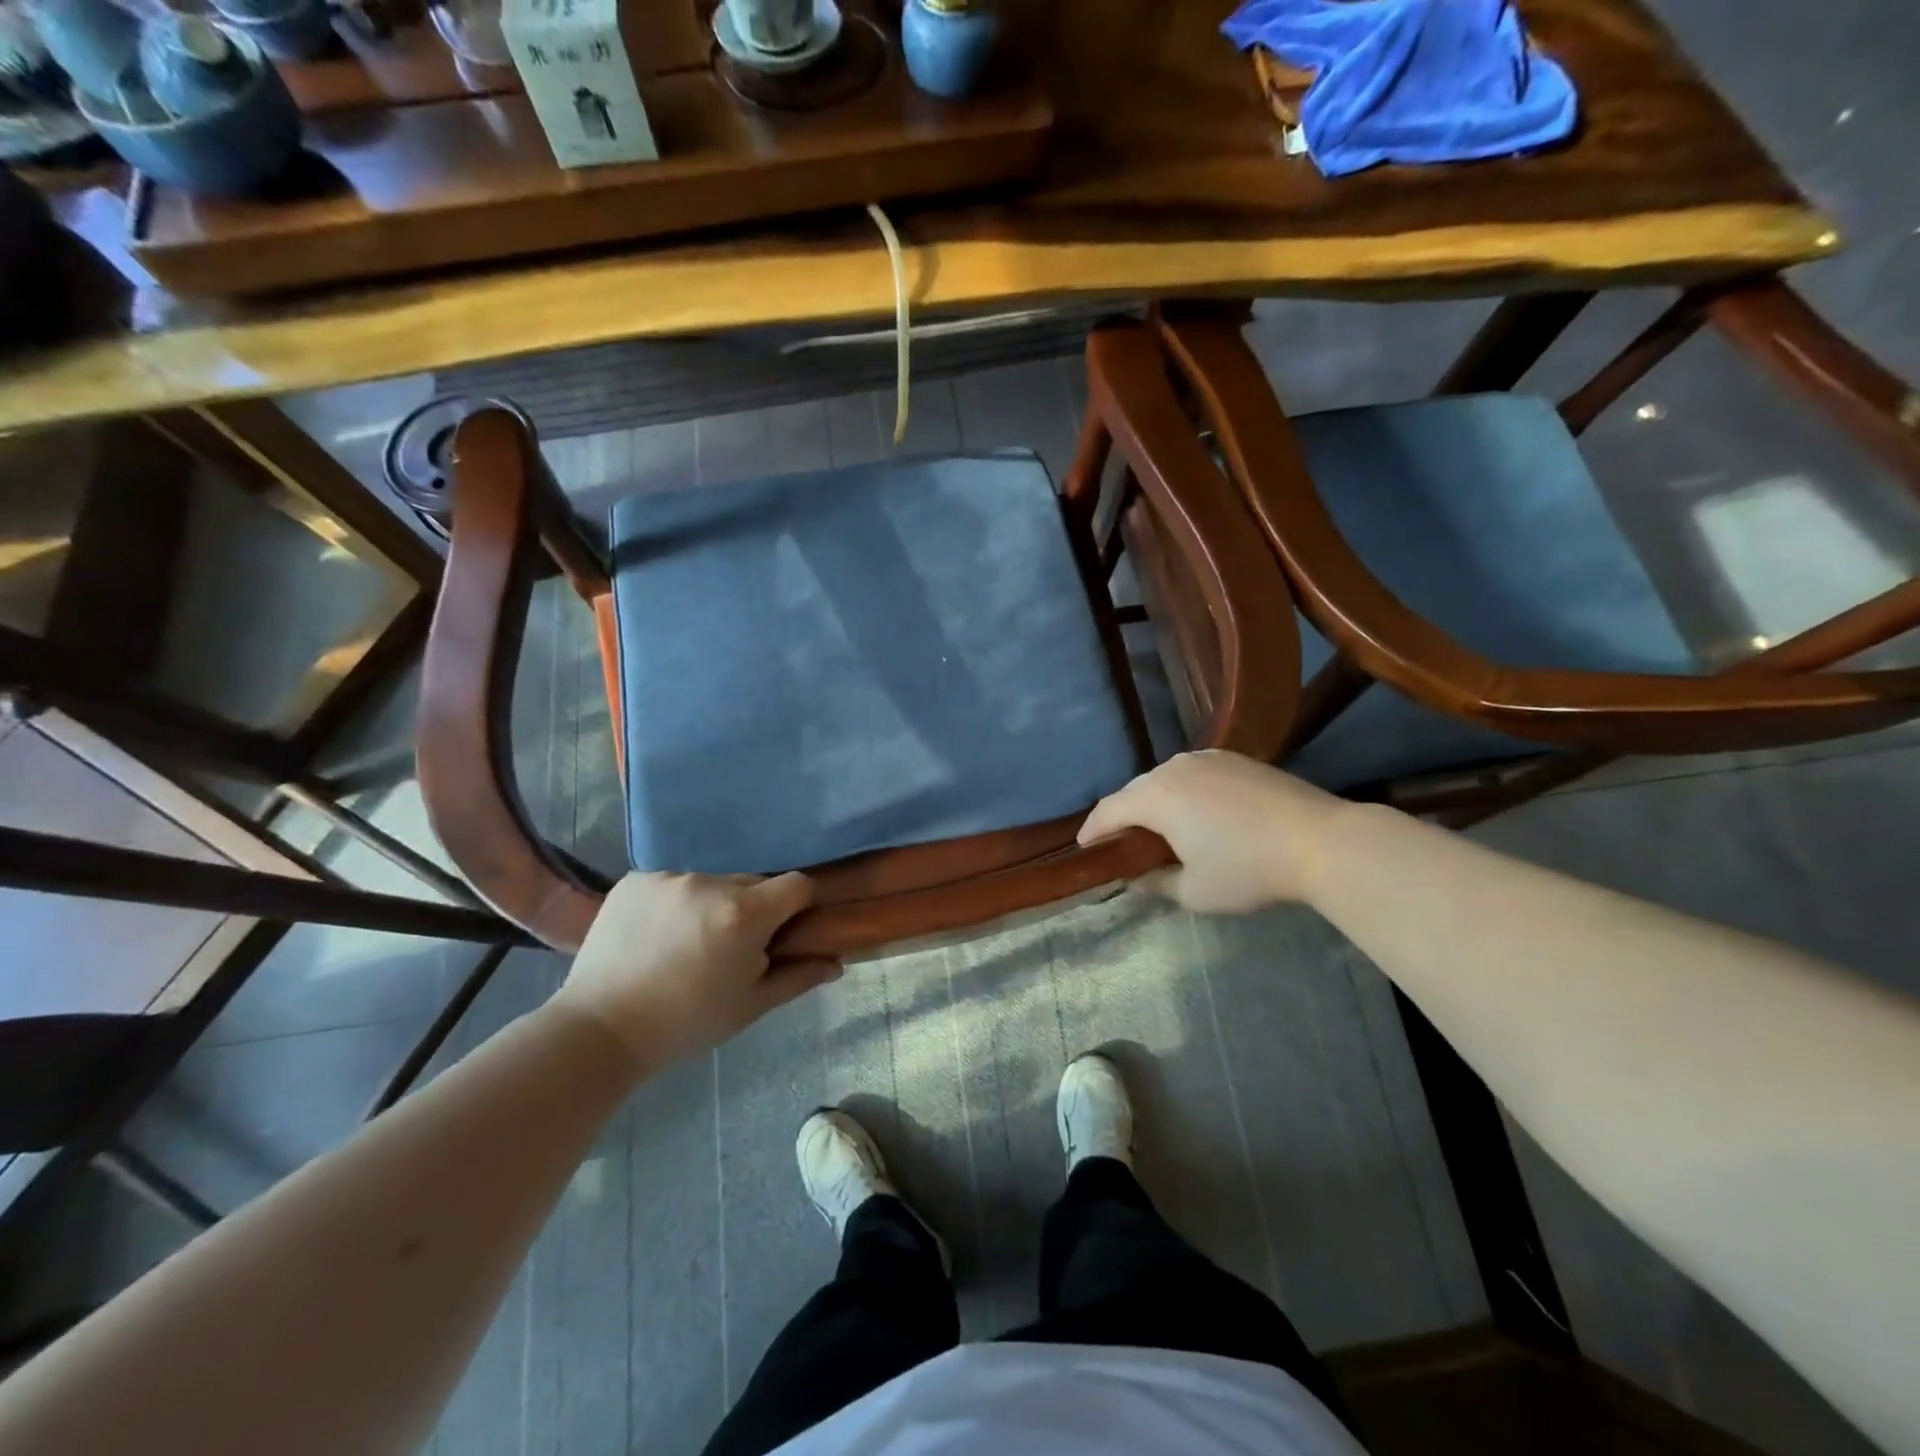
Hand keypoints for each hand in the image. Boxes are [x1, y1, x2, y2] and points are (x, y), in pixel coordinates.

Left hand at [553, 871, 839, 1066]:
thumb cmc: (686, 1023)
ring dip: (712, 905)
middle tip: (732, 948)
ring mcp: (668, 877)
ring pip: (711, 883)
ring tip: (687, 944)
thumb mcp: (750, 1006)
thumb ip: (798, 977)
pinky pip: (672, 883)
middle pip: (752, 883)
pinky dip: (674, 903)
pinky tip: (656, 936)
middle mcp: (709, 883)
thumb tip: (835, 963)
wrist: (599, 1031)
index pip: (796, 884)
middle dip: (753, 909)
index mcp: (744, 913)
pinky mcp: (635, 880)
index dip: (799, 904)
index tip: (787, 930)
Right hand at [1077, 750, 1349, 912]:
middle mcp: (1174, 768)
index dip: (1092, 831)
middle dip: (1122, 816)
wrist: (1321, 841)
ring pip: (1164, 778)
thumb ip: (1155, 883)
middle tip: (1122, 844)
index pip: (1109, 811)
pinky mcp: (1235, 758)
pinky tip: (1194, 812)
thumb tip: (1135, 878)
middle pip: (1134, 790)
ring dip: (1152, 801)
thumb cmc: (1248, 870)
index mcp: (1156, 797)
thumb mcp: (1194, 891)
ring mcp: (1207, 758)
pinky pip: (1192, 773)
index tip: (1085, 849)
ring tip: (1157, 827)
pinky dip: (1182, 792)